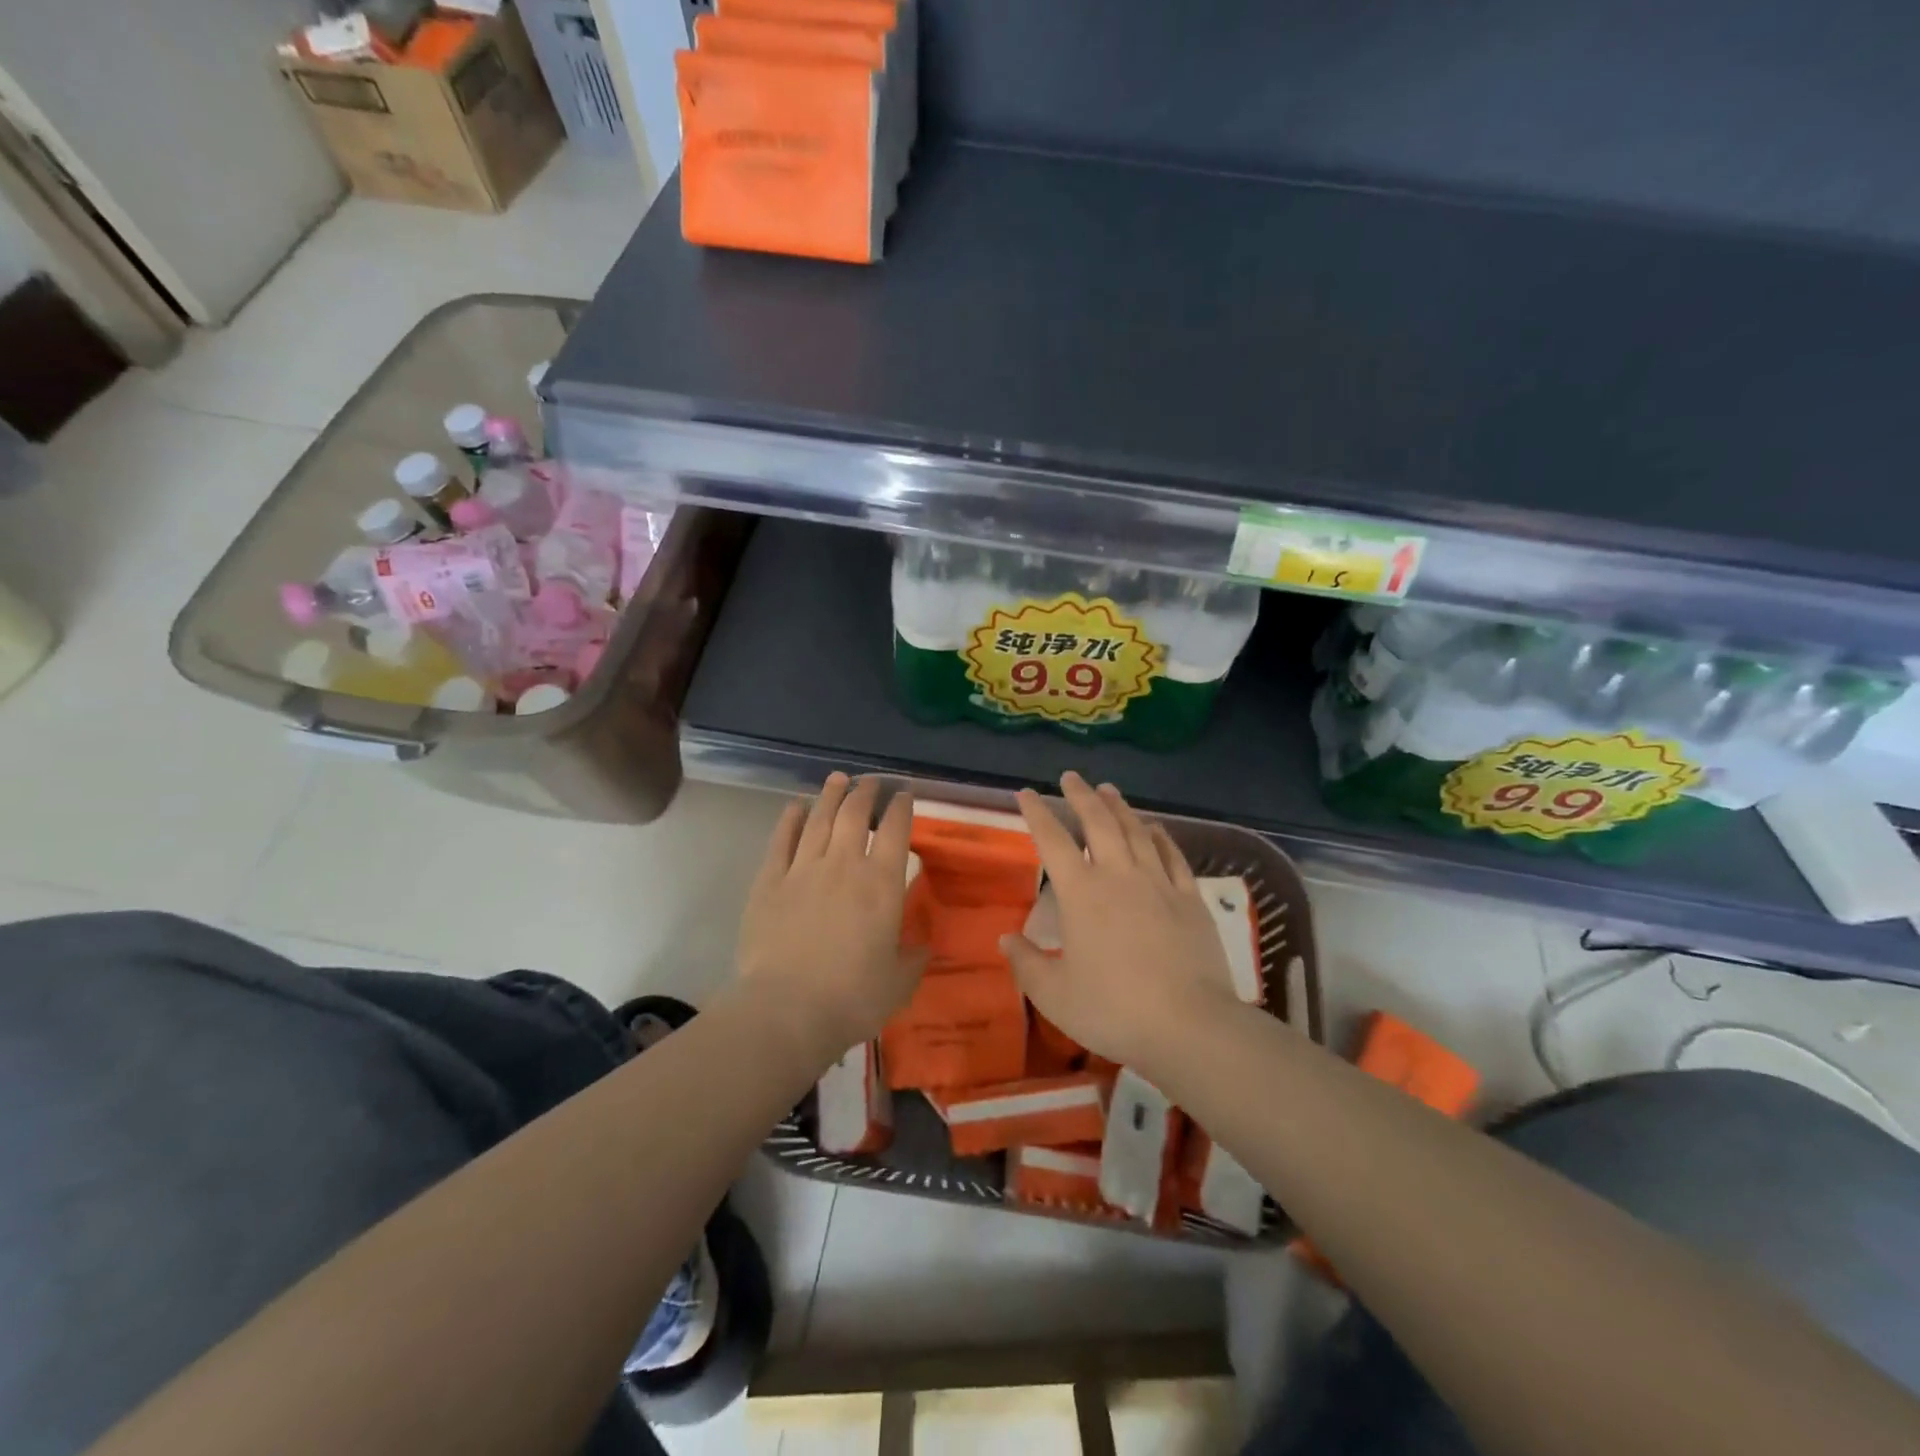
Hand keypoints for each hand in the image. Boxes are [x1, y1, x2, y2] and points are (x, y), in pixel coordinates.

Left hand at [737, 774, 928, 1060]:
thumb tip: (922, 945)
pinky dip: (790, 818)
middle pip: (854, 814)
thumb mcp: (899, 982)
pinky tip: (796, 806)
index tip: (904, 795)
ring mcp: (802, 869)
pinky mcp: (769, 881)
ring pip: (819, 818)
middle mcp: (843, 865)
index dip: (901, 807)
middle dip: (866, 792)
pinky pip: (781, 840)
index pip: (895, 830)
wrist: (786, 1010)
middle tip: (871, 782)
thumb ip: (913, 958)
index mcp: (881, 884)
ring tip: (838, 779)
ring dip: (830, 795)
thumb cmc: (852, 998)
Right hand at [1001, 772, 1241, 1071]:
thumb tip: (1005, 939)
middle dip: (1081, 796)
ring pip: (1136, 831)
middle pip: (1098, 823)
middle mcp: (1119, 875)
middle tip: (1071, 776)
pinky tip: (1155, 828)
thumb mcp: (1054, 995)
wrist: (1189, 1024)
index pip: (1052, 841)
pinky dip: (1160, 837)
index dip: (1037, 814)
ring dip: (1119, 807)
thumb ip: (1026, 964)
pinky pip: (1173, 856)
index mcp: (1081, 893)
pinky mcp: (1190, 898)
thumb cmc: (1113, 1009)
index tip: (1026, 793)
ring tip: (1108, 789)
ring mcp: (1159, 883)